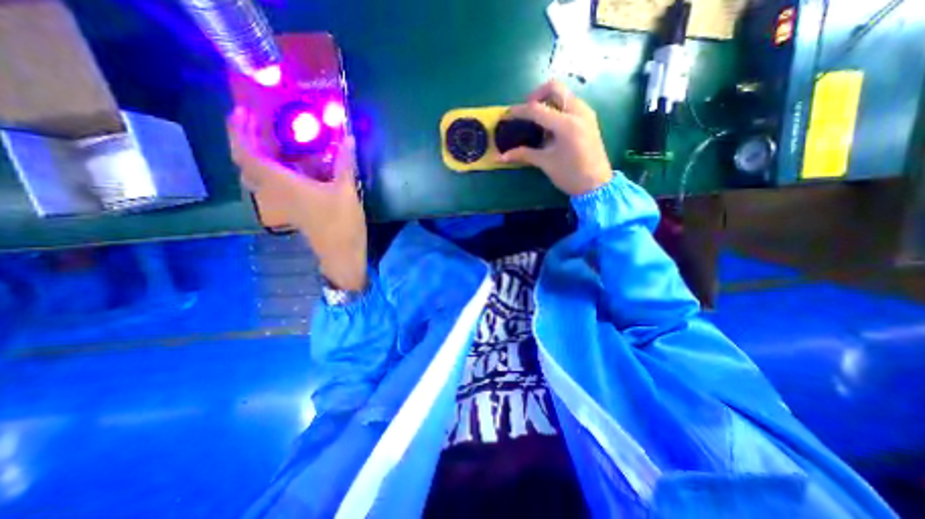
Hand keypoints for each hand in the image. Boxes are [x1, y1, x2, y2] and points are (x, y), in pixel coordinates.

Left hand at [226, 108, 369, 292]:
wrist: (341, 252)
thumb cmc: (342, 223)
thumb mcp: (347, 192)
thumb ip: (345, 164)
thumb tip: (347, 136)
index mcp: (284, 185)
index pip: (248, 155)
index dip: (238, 132)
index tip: (241, 112)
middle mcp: (275, 193)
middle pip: (245, 164)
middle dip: (242, 140)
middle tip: (253, 122)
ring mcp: (280, 203)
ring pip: (254, 176)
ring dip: (253, 155)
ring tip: (266, 140)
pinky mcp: (289, 209)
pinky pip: (267, 185)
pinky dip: (267, 169)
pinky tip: (286, 165)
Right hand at [499, 81, 611, 196]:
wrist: (596, 185)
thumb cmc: (570, 175)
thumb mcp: (546, 163)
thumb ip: (523, 154)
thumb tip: (501, 157)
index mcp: (566, 124)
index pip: (537, 109)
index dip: (519, 111)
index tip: (507, 115)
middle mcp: (578, 112)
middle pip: (554, 88)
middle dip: (536, 96)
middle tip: (526, 112)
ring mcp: (586, 113)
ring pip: (564, 94)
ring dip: (548, 102)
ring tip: (537, 121)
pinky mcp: (589, 119)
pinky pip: (570, 104)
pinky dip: (557, 108)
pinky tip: (551, 127)